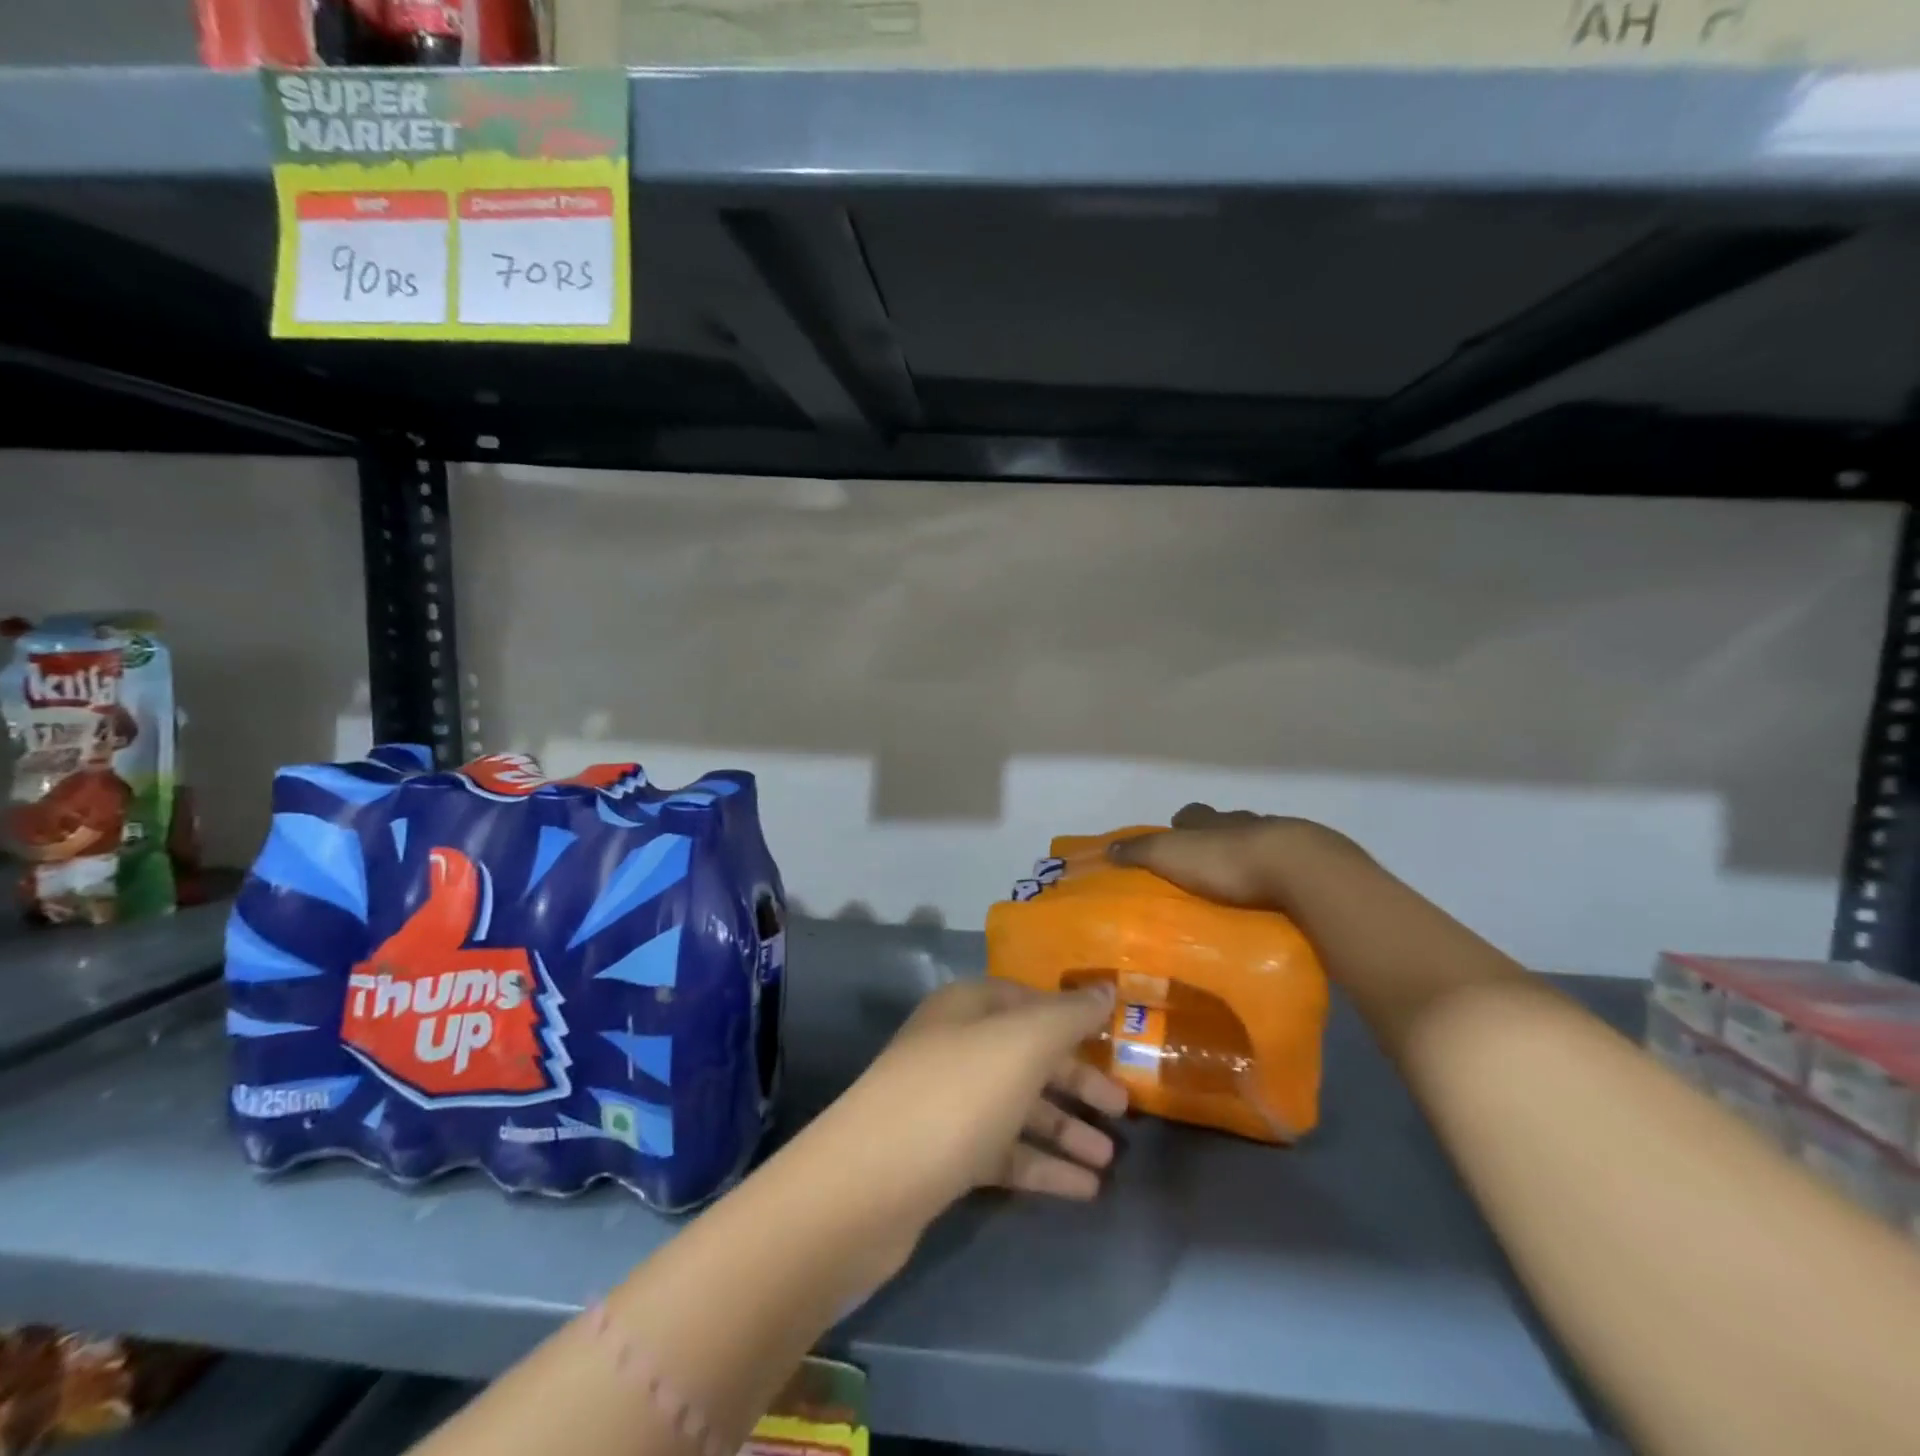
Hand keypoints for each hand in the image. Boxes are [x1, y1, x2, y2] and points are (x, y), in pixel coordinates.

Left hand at [810, 978, 1126, 1230]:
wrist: (865, 1187)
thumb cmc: (954, 1096)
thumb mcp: (1021, 1045)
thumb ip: (1068, 1015)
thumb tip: (1105, 989)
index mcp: (967, 1007)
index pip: (1028, 999)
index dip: (1071, 1017)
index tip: (1115, 1039)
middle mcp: (955, 1046)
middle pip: (1026, 1055)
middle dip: (1076, 1079)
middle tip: (1124, 1107)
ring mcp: (945, 1103)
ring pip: (1017, 1106)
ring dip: (1064, 1128)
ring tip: (1111, 1158)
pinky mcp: (941, 1157)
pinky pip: (1003, 1153)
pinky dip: (1042, 1165)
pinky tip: (1084, 1191)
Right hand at [1110, 803, 1353, 910]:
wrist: (1297, 869)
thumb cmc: (1225, 861)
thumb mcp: (1170, 854)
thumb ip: (1140, 851)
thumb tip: (1108, 848)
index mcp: (1211, 820)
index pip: (1191, 813)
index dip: (1182, 824)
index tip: (1175, 837)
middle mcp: (1244, 822)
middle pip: (1227, 824)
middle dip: (1217, 838)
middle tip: (1207, 865)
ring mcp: (1281, 838)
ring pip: (1260, 840)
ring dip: (1251, 855)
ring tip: (1242, 883)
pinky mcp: (1310, 862)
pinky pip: (1289, 864)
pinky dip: (1279, 873)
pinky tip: (1275, 892)